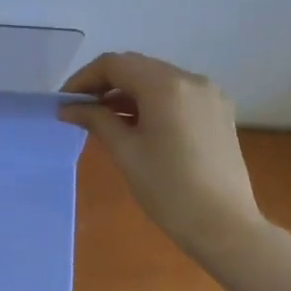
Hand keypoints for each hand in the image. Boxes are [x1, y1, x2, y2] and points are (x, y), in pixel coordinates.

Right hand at [60, 52, 266, 254]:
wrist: (225, 227)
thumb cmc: (169, 190)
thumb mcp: (126, 152)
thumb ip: (96, 120)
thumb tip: (68, 108)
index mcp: (166, 85)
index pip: (114, 64)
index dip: (84, 78)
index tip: (65, 102)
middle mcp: (191, 79)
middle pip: (137, 67)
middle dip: (105, 84)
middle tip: (80, 110)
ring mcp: (209, 94)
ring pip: (157, 79)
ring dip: (128, 92)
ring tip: (105, 120)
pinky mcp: (218, 111)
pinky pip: (177, 94)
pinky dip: (151, 101)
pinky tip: (137, 126)